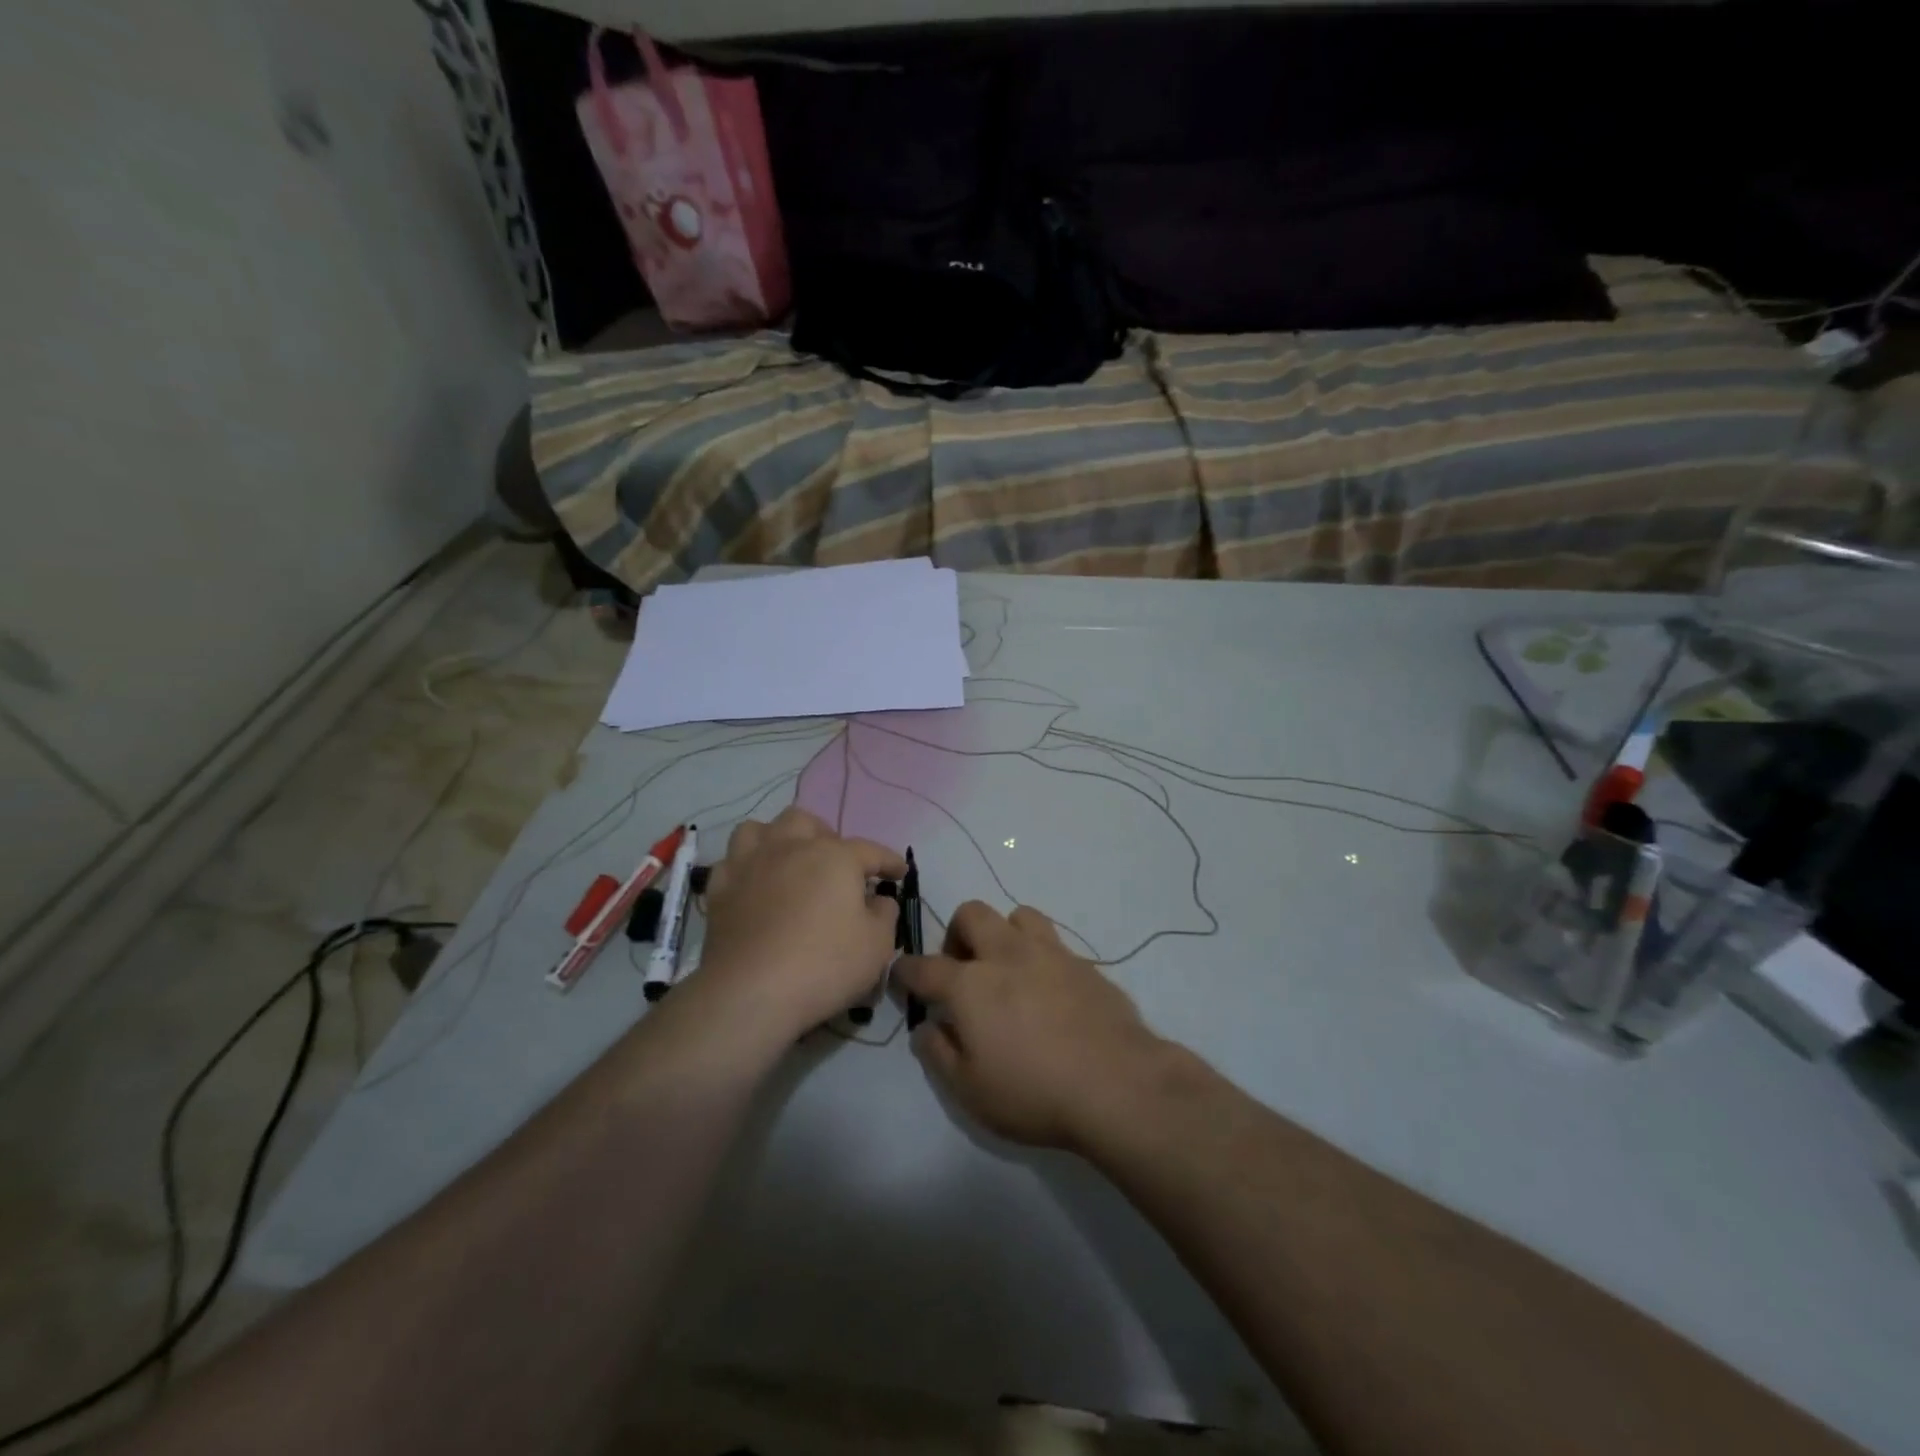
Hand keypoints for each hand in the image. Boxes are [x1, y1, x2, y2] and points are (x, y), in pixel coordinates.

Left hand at [696, 807, 905, 1041]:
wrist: (751, 992)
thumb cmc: (824, 965)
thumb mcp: (877, 945)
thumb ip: (885, 914)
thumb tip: (879, 900)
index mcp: (834, 856)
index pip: (870, 850)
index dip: (889, 861)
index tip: (900, 872)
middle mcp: (790, 847)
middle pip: (807, 822)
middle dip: (825, 837)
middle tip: (835, 866)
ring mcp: (750, 864)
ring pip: (760, 829)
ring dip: (777, 840)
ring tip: (787, 862)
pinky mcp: (720, 889)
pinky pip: (731, 861)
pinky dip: (745, 868)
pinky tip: (753, 885)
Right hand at [895, 901, 1166, 1149]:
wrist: (1118, 1084)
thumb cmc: (1034, 1092)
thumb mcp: (970, 1091)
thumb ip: (939, 1054)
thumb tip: (927, 1027)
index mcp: (969, 985)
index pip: (923, 967)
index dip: (906, 971)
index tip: (902, 978)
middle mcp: (1006, 955)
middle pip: (971, 915)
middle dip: (957, 935)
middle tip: (963, 971)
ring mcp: (1049, 953)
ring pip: (1018, 915)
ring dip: (1004, 934)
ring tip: (1009, 969)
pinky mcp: (1084, 963)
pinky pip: (1054, 942)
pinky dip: (1040, 957)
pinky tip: (1050, 990)